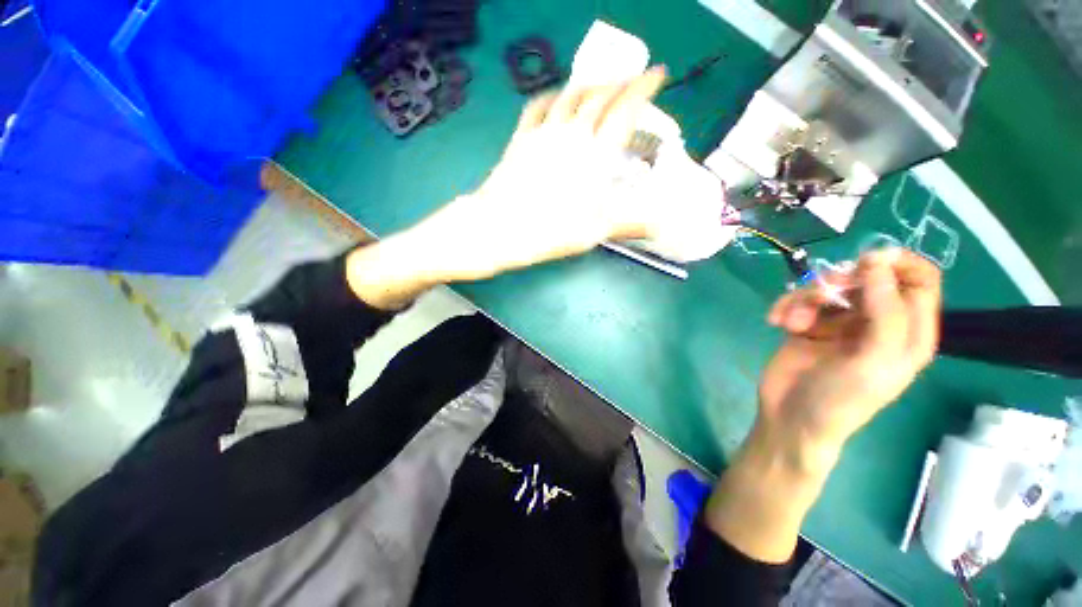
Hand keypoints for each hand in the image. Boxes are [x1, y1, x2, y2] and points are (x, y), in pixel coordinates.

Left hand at [412, 68, 668, 279]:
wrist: (498, 229)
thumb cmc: (549, 231)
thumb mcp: (595, 231)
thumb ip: (629, 222)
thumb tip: (663, 225)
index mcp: (594, 153)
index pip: (625, 107)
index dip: (645, 87)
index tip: (659, 74)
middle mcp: (570, 133)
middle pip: (599, 95)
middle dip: (621, 83)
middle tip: (633, 82)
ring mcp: (542, 133)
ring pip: (570, 94)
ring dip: (590, 85)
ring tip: (601, 86)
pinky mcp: (521, 139)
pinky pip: (538, 106)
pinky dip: (552, 95)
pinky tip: (557, 97)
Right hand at [759, 248, 942, 467]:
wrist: (790, 419)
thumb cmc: (840, 398)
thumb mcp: (874, 359)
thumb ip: (886, 310)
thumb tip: (876, 259)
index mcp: (907, 332)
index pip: (920, 280)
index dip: (898, 264)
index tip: (866, 262)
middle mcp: (877, 323)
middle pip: (867, 277)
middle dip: (840, 281)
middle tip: (821, 295)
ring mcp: (839, 323)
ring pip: (828, 287)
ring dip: (805, 298)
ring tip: (791, 322)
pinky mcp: (807, 325)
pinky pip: (798, 300)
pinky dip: (785, 306)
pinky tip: (776, 322)